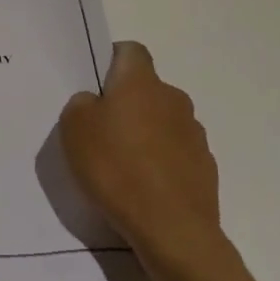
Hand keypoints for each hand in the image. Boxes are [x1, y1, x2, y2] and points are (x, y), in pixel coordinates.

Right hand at [61, 41, 221, 267]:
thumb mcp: (74, 129)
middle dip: (127, 104)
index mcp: (141, 82)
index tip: (96, 86)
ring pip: (163, 122)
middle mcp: (173, 99)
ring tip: (123, 167)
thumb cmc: (116, 169)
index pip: (131, 51)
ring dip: (146, 135)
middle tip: (102, 132)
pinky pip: (177, 154)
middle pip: (147, 90)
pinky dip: (162, 164)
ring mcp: (194, 134)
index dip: (113, 61)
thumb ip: (81, 105)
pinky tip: (145, 189)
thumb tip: (95, 104)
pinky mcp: (205, 168)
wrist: (172, 230)